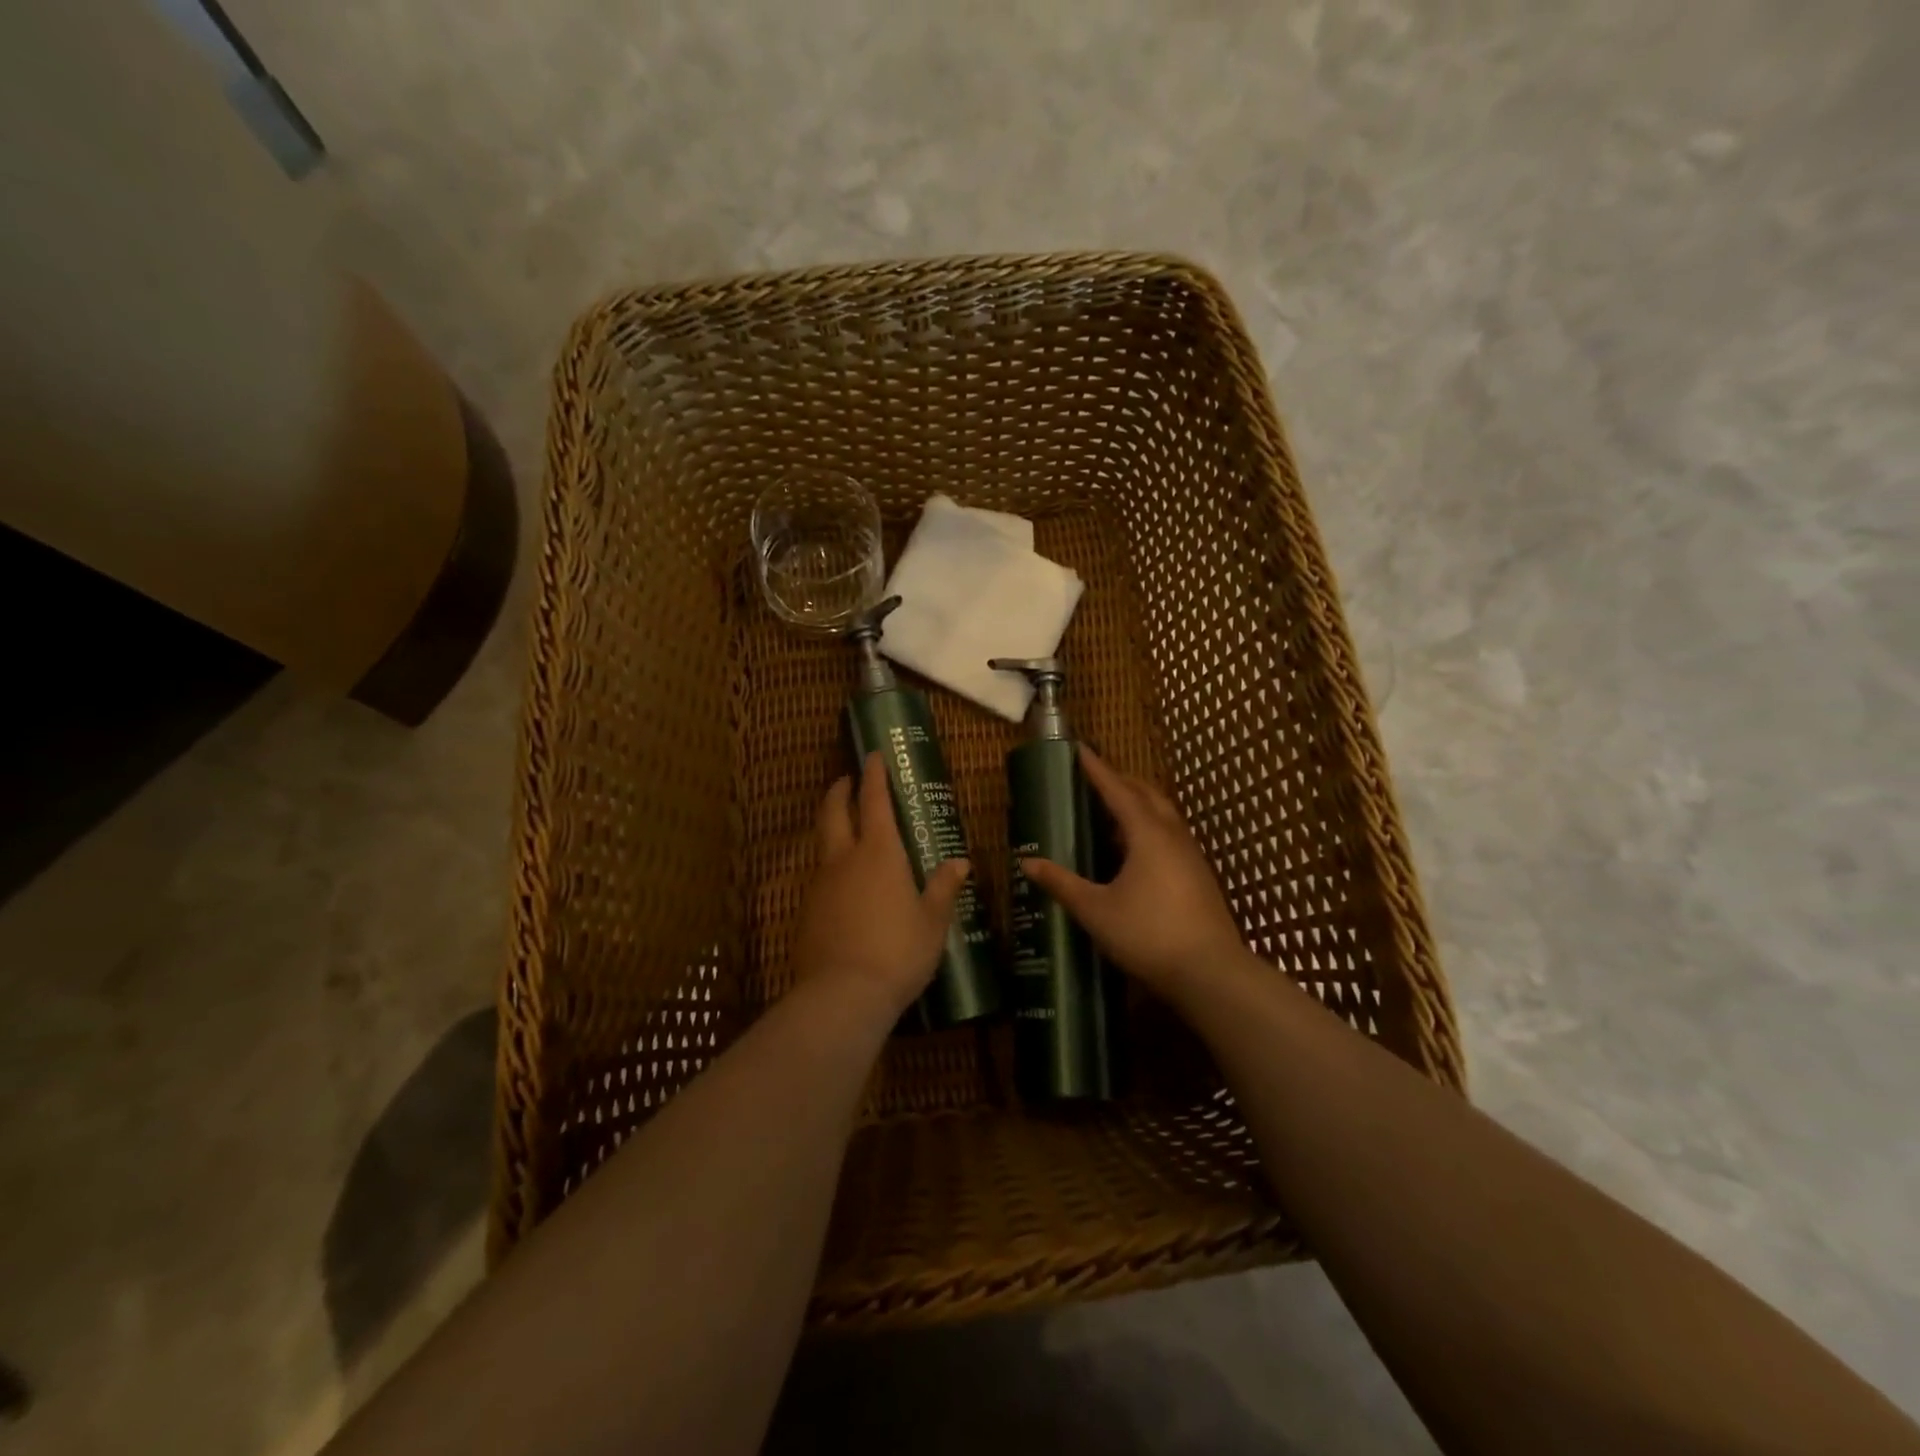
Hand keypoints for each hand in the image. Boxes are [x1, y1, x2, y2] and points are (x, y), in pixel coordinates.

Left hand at [789, 751, 972, 1017]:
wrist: (842, 995)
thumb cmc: (898, 952)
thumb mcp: (932, 921)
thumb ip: (943, 888)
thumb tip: (960, 862)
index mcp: (879, 853)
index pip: (874, 800)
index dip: (874, 775)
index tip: (873, 755)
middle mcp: (844, 859)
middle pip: (834, 812)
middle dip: (840, 791)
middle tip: (848, 780)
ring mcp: (820, 884)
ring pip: (823, 844)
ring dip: (833, 828)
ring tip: (848, 832)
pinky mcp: (806, 911)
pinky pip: (819, 877)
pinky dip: (831, 867)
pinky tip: (844, 886)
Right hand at [1019, 747, 1250, 998]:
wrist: (1210, 972)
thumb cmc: (1148, 934)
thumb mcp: (1095, 910)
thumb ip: (1062, 883)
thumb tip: (1027, 862)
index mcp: (1147, 834)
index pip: (1117, 790)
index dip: (1096, 769)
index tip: (1079, 749)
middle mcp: (1172, 835)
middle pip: (1147, 794)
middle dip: (1121, 781)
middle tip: (1094, 778)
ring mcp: (1190, 855)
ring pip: (1163, 814)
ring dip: (1138, 803)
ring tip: (1112, 810)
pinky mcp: (1198, 875)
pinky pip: (1171, 835)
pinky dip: (1150, 826)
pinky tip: (1135, 850)